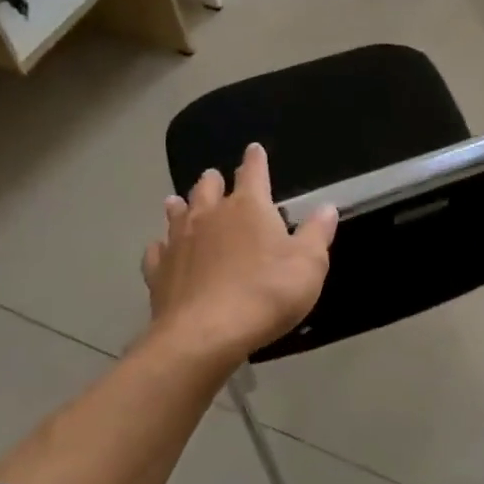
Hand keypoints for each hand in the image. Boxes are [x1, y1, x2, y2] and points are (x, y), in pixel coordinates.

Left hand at [143, 144, 338, 365]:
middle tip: (214, 176)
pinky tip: (160, 249)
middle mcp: (210, 216)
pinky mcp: (159, 272)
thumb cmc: (266, 293)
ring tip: (179, 201)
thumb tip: (327, 207)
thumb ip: (317, 233)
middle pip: (209, 189)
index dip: (255, 160)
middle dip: (214, 181)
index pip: (253, 173)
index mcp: (249, 208)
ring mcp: (179, 242)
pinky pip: (156, 251)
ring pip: (177, 214)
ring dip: (181, 205)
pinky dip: (161, 246)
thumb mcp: (309, 264)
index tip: (254, 149)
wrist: (205, 334)